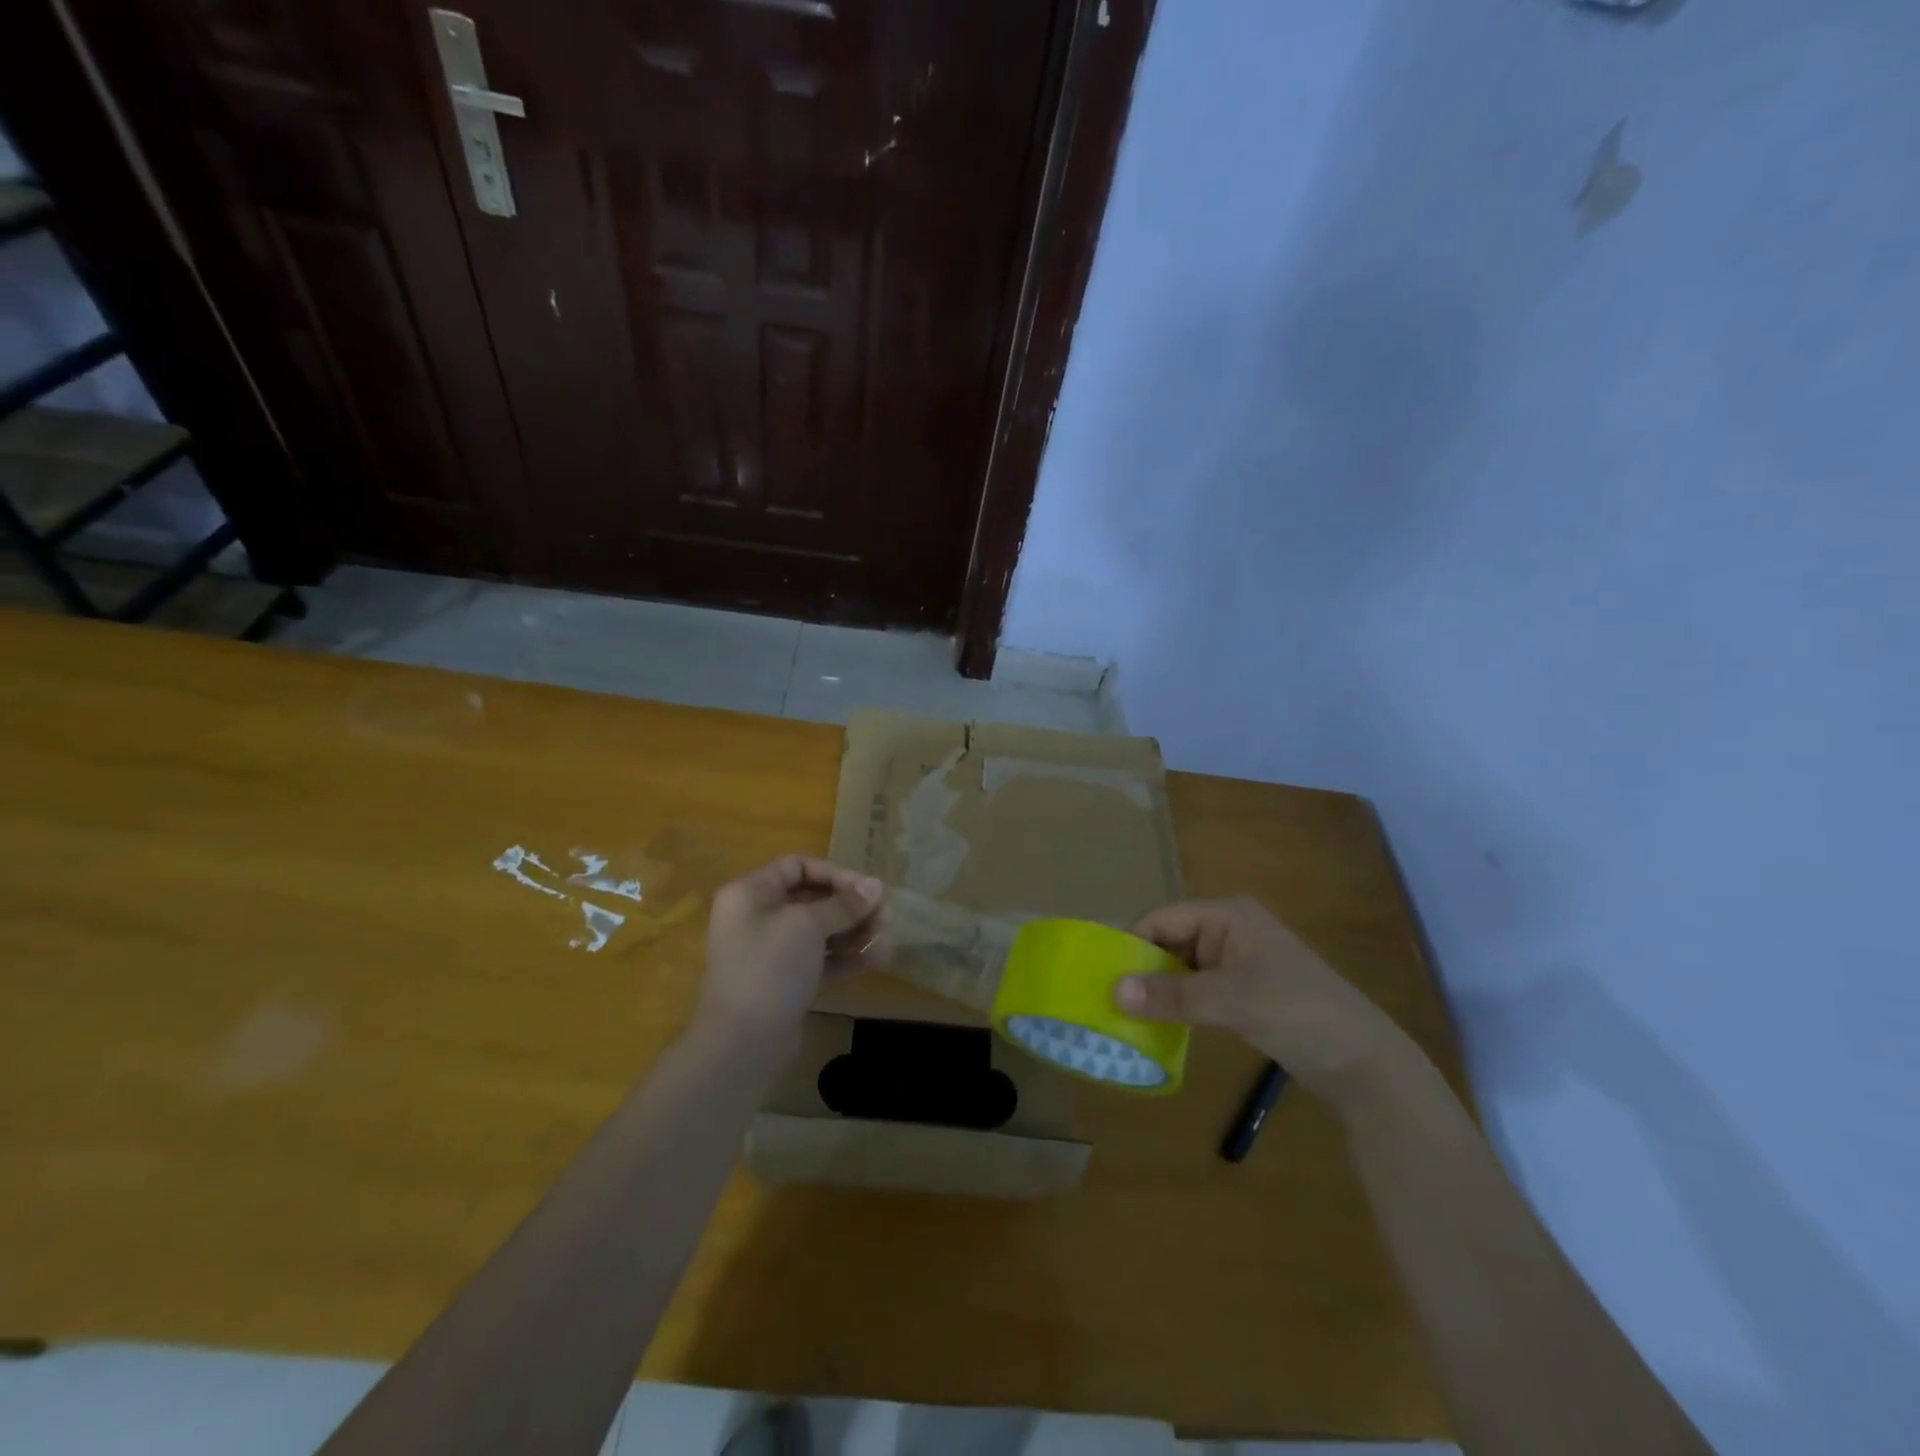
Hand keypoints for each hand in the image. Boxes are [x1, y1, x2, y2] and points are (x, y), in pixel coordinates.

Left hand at [697, 855, 885, 1054]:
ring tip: (886, 939)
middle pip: (811, 899)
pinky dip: (845, 957)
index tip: (867, 889)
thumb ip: (843, 904)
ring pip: (819, 931)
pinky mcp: (785, 981)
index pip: (797, 866)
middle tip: (885, 915)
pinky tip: (876, 960)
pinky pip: (819, 959)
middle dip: (850, 906)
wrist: (742, 1044)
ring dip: (854, 932)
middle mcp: (758, 917)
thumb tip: (876, 886)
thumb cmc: (770, 968)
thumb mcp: (807, 926)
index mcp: (751, 893)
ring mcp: (771, 951)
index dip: (834, 873)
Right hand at [1116, 896, 1411, 1104]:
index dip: (1131, 942)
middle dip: (1140, 968)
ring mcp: (1236, 962)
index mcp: (1228, 915)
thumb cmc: (1299, 1013)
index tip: (1100, 974)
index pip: (1163, 918)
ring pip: (1180, 967)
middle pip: (1169, 940)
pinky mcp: (1242, 991)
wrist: (1364, 1063)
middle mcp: (1228, 930)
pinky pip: (1196, 989)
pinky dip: (1176, 1004)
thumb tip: (1113, 991)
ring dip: (1156, 988)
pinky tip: (1155, 1024)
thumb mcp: (1232, 1001)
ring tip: (1122, 1015)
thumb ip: (1173, 995)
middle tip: (1105, 999)